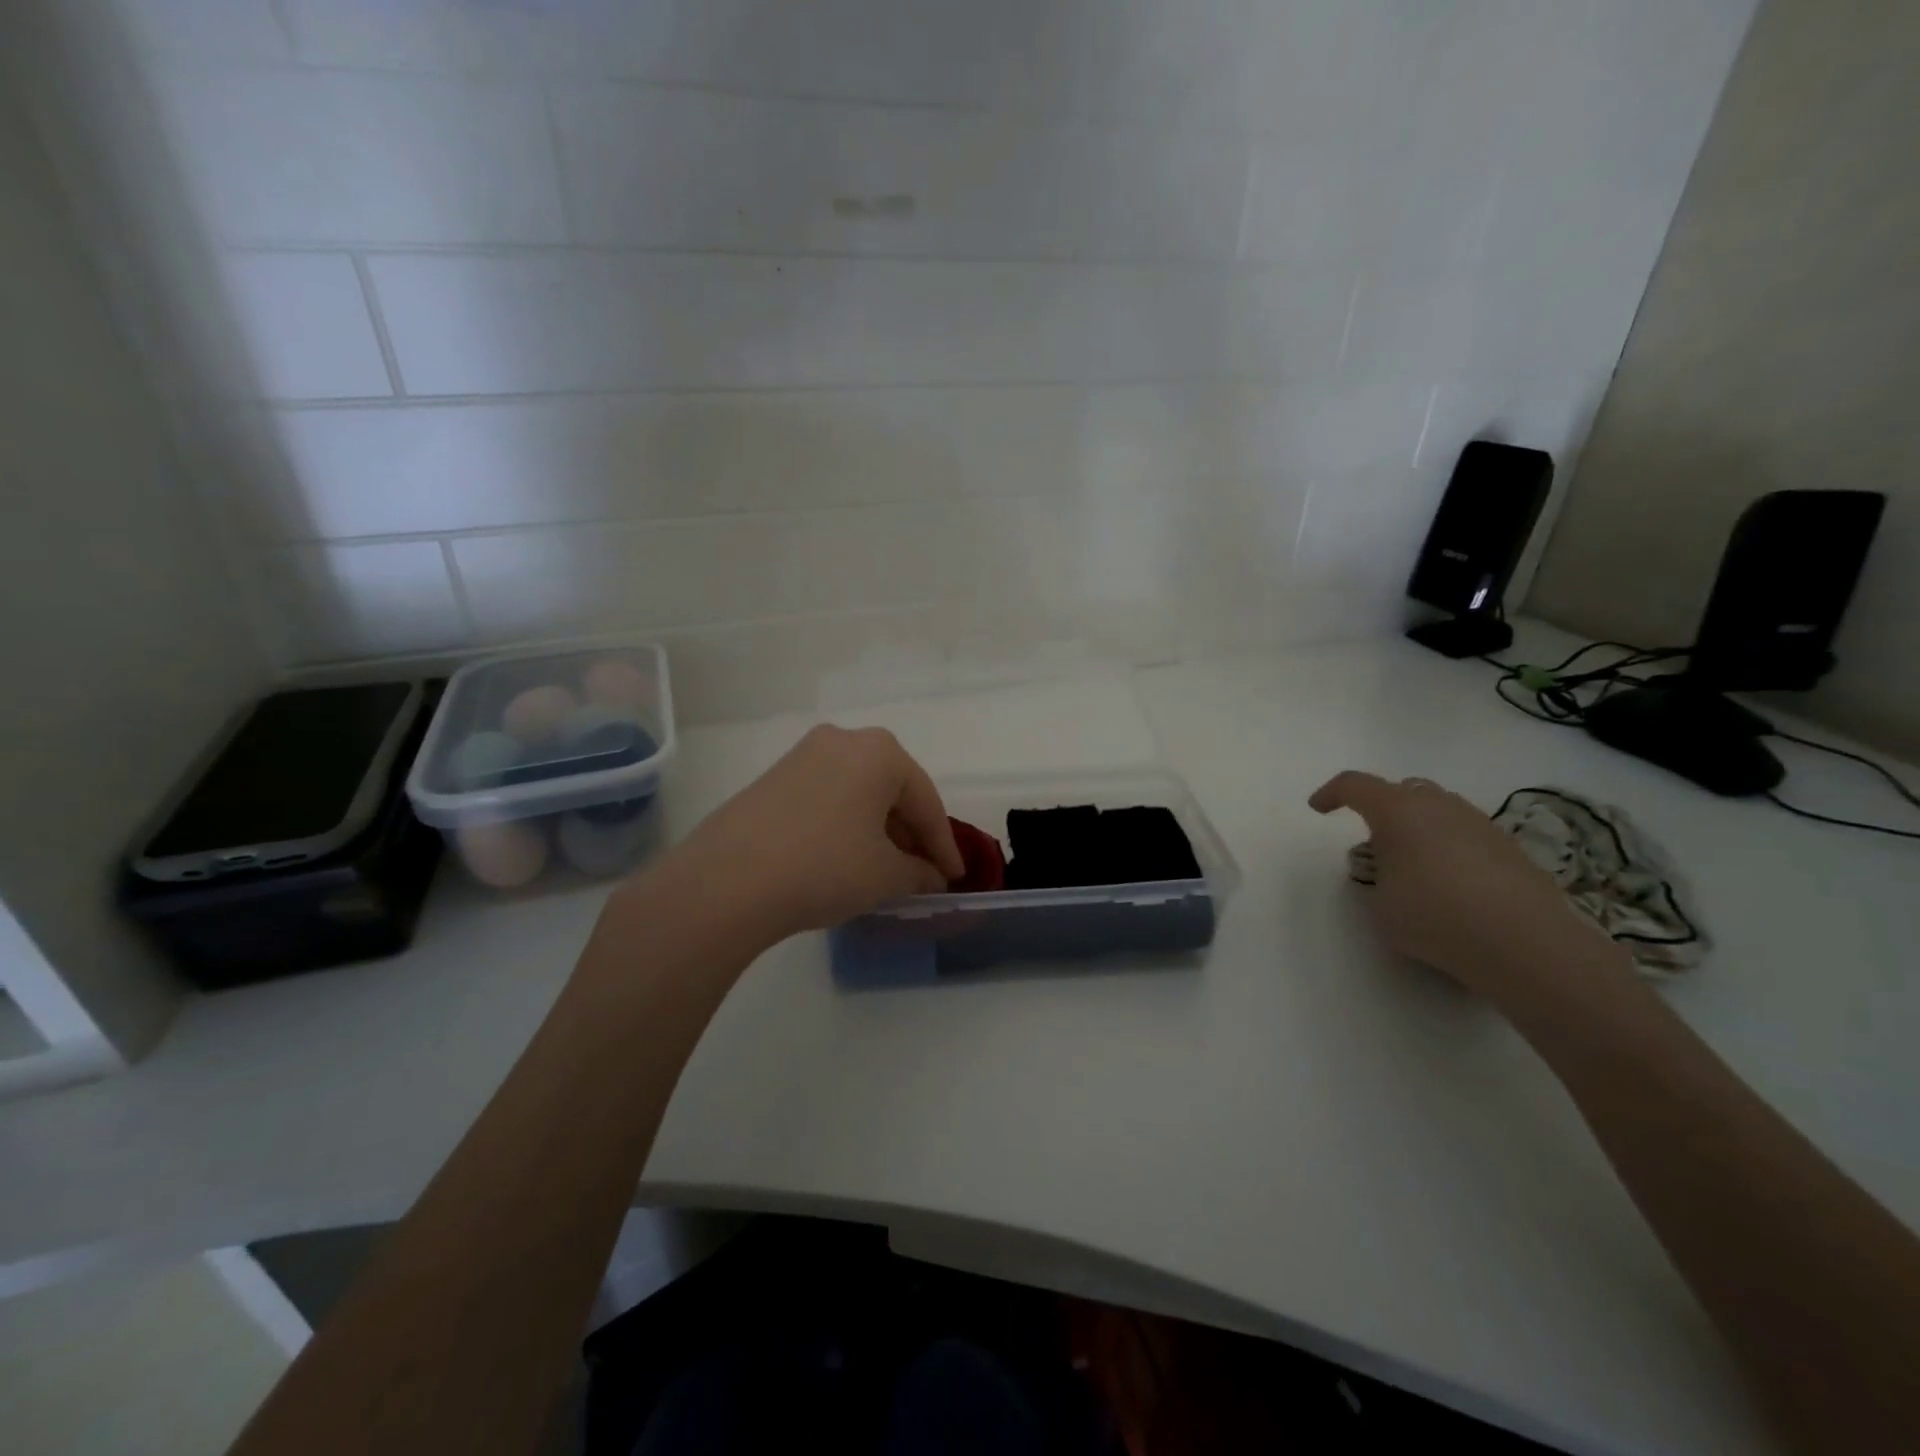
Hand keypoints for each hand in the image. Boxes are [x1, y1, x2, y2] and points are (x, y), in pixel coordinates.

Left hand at [669, 725, 964, 943]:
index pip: (926, 802)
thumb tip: (931, 878)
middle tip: (923, 873)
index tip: (955, 878)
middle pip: (891, 791)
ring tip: (886, 870)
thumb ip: (918, 873)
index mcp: (879, 752)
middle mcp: (842, 740)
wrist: (726, 881)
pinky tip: (846, 859)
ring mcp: (802, 756)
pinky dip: (846, 826)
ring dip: (878, 830)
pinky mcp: (773, 778)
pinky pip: (827, 799)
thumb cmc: (824, 867)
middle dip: (910, 834)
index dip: (944, 845)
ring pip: (858, 794)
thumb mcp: (884, 875)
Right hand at [1309, 771, 1632, 1006]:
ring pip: (1440, 811)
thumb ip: (1378, 880)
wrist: (1524, 942)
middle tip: (1375, 842)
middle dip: (1384, 808)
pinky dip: (1451, 851)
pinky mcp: (1511, 850)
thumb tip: (1396, 875)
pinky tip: (1452, 887)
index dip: (1332, 793)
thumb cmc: (1433, 915)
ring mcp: (1480, 825)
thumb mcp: (1380, 904)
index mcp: (1398, 810)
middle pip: (1404, 790)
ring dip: (1421, 829)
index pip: (1355, 785)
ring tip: (1414, 868)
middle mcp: (1439, 806)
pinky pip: (1468, 837)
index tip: (1318, 808)